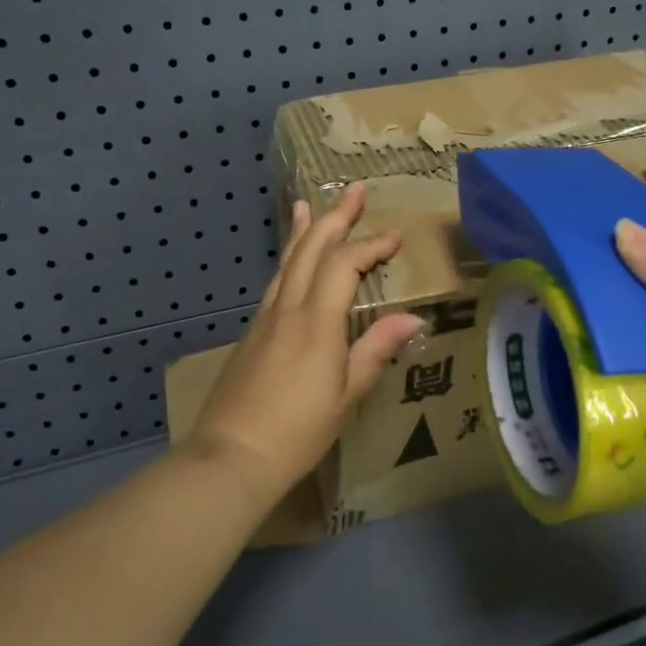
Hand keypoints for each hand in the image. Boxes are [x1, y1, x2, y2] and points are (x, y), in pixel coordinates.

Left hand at [189, 184, 423, 512]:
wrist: (231, 454)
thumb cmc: (298, 431)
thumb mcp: (346, 395)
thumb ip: (376, 350)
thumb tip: (413, 318)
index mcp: (316, 321)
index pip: (344, 265)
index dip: (371, 246)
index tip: (395, 236)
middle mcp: (288, 308)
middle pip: (311, 248)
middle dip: (334, 217)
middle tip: (354, 190)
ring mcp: (265, 317)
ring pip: (287, 261)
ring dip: (303, 230)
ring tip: (307, 204)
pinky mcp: (252, 331)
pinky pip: (275, 281)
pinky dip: (288, 258)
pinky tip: (292, 260)